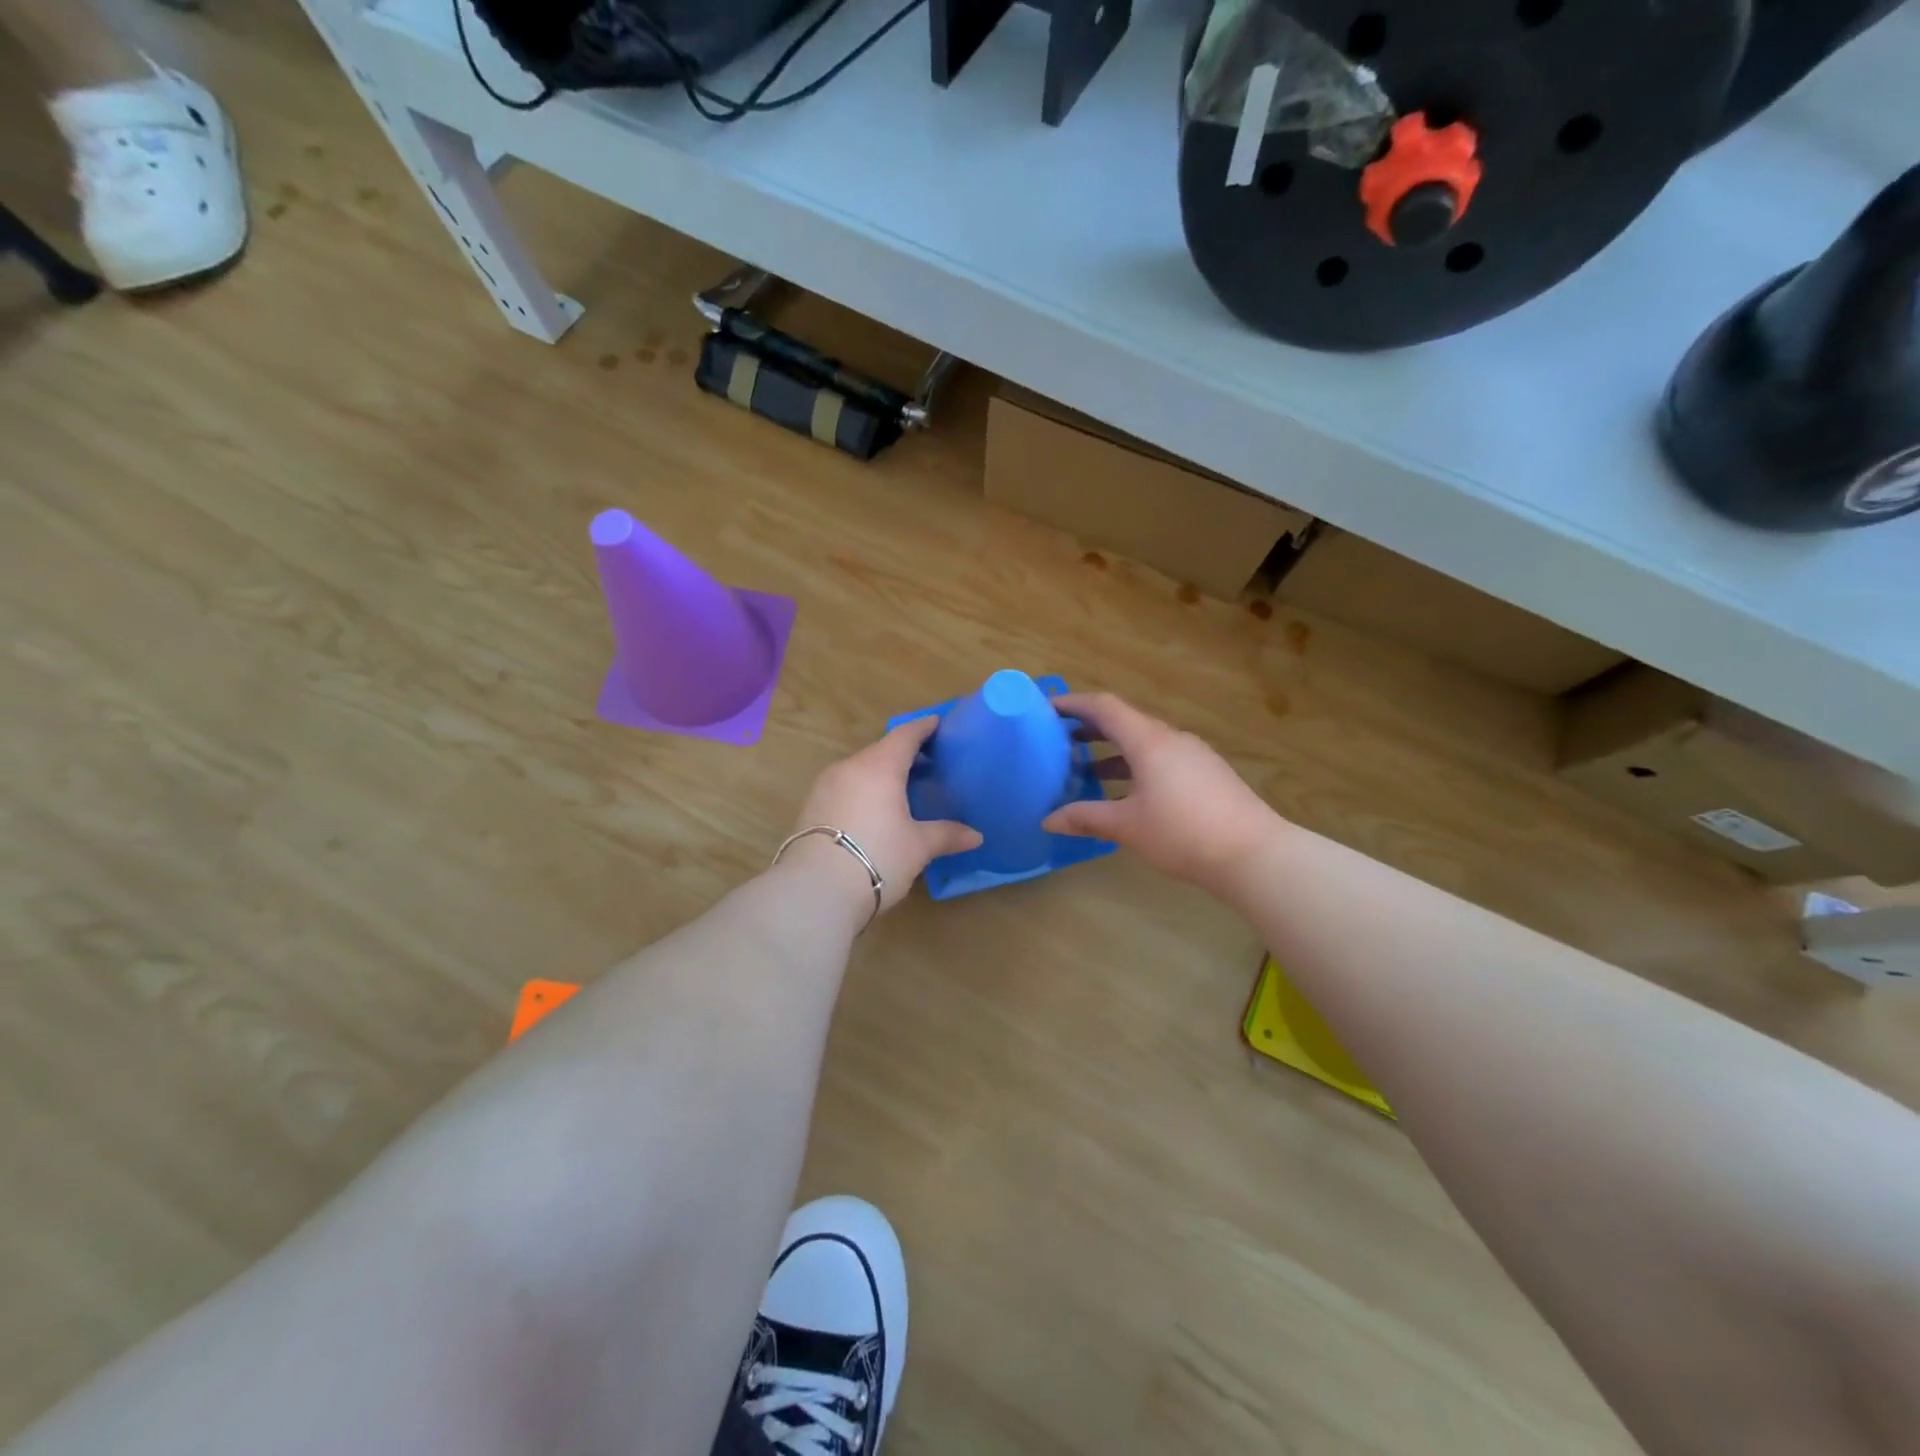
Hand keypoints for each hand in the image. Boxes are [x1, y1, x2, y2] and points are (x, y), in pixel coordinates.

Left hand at [780, 716, 982, 916]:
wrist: (814, 890)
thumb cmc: (876, 857)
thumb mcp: (917, 847)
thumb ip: (946, 835)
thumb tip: (976, 836)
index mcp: (879, 766)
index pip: (905, 736)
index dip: (923, 728)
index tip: (937, 723)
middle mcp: (849, 767)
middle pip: (880, 751)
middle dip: (903, 754)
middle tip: (927, 763)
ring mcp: (825, 786)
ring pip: (859, 770)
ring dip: (880, 774)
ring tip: (901, 789)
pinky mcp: (810, 807)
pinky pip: (844, 788)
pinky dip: (862, 791)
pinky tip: (873, 811)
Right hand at [1042, 693, 1280, 894]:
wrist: (1254, 854)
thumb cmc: (1183, 833)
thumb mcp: (1127, 826)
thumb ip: (1086, 818)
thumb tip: (1048, 820)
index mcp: (1149, 741)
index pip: (1105, 707)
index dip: (1074, 703)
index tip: (1047, 708)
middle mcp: (1171, 739)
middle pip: (1125, 721)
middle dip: (1090, 728)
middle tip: (1059, 739)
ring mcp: (1193, 755)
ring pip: (1144, 742)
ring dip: (1113, 750)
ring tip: (1085, 768)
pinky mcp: (1207, 774)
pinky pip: (1162, 757)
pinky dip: (1135, 764)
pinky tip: (1127, 791)